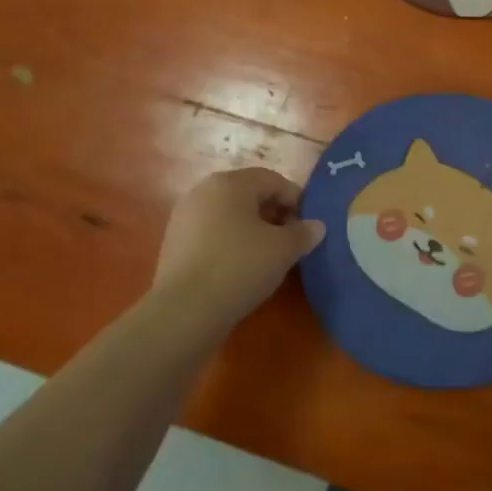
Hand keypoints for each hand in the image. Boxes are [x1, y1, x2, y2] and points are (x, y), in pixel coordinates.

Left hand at [150, 167, 324, 328]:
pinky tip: (241, 269)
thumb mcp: (283, 250)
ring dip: (253, 230)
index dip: (296, 200)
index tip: (308, 227)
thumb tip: (316, 226)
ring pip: (230, 215)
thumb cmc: (240, 267)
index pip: (273, 180)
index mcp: (230, 182)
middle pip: (249, 194)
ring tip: (268, 258)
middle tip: (291, 242)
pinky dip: (231, 243)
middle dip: (274, 214)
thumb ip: (303, 233)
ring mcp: (185, 216)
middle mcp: (204, 190)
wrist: (185, 310)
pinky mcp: (175, 242)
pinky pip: (212, 233)